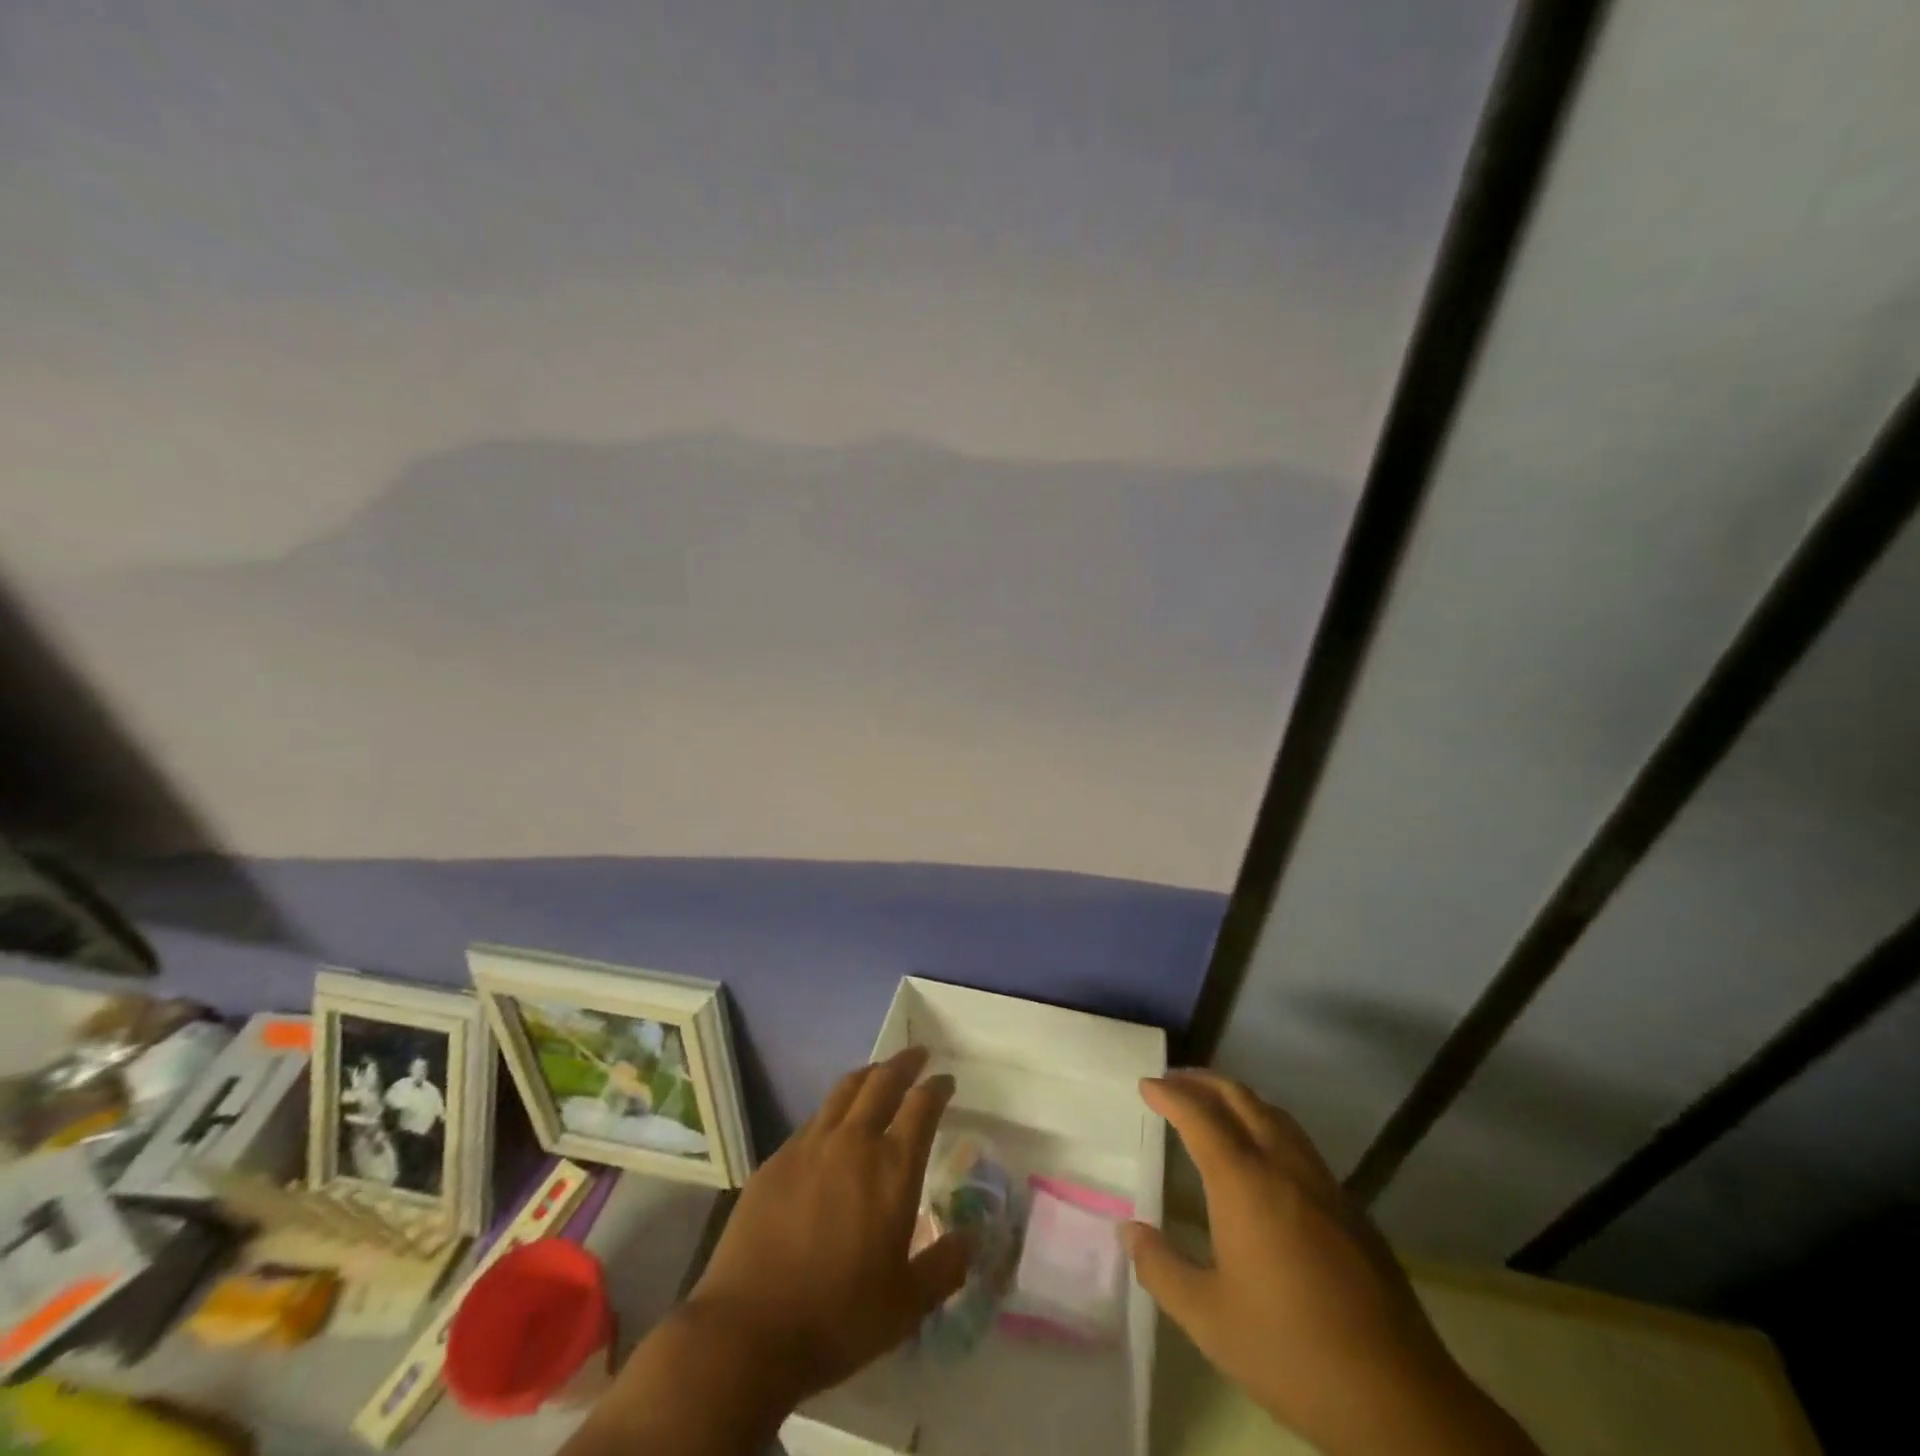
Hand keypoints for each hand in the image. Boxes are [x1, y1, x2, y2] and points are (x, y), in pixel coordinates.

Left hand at [684, 1046, 971, 1402]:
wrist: (748, 1330)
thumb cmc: (837, 1319)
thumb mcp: (906, 1306)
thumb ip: (944, 1267)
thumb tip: (972, 1239)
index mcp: (892, 1169)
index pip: (922, 1106)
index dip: (937, 1087)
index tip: (946, 1081)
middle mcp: (853, 1142)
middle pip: (882, 1082)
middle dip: (904, 1063)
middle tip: (917, 1056)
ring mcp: (810, 1146)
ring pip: (844, 1090)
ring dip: (868, 1075)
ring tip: (878, 1073)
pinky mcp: (776, 1160)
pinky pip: (813, 1119)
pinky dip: (833, 1109)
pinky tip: (833, 1125)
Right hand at [1124, 1072, 1538, 1455]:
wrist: (1400, 1400)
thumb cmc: (1292, 1352)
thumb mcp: (1209, 1319)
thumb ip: (1161, 1268)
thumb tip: (1128, 1230)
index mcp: (1244, 1182)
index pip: (1199, 1116)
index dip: (1170, 1095)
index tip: (1146, 1085)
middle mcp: (1284, 1166)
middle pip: (1240, 1098)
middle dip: (1203, 1082)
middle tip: (1173, 1082)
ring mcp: (1323, 1183)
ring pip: (1275, 1115)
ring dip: (1238, 1098)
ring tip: (1214, 1106)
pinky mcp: (1350, 1207)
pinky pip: (1299, 1141)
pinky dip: (1267, 1124)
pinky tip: (1263, 1154)